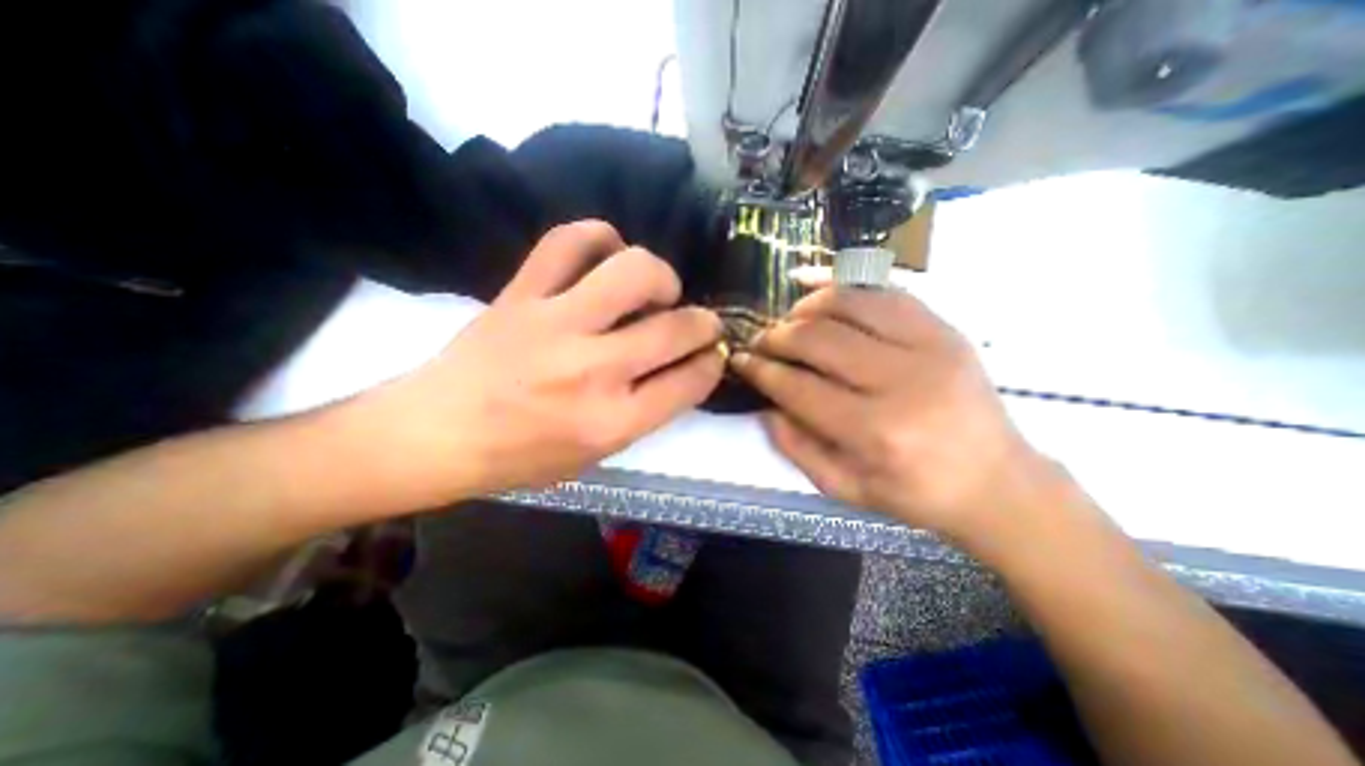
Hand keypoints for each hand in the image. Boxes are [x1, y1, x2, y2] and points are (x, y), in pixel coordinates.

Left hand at [347, 222, 723, 508]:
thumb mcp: (596, 455)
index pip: (689, 382)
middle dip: (704, 323)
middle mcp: (592, 370)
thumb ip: (645, 411)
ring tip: (656, 289)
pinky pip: (568, 241)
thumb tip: (681, 366)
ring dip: (661, 276)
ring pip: (633, 271)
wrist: (435, 433)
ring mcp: (554, 324)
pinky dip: (599, 237)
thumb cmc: (521, 457)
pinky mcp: (521, 294)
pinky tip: (608, 254)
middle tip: (698, 322)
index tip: (712, 354)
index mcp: (611, 422)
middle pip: (675, 328)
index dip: (711, 363)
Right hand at [738, 280, 1052, 544]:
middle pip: (819, 339)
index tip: (741, 360)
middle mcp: (902, 382)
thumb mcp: (844, 488)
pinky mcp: (946, 330)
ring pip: (850, 304)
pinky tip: (822, 291)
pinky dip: (848, 286)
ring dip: (807, 307)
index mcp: (876, 432)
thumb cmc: (914, 492)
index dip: (762, 370)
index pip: (799, 387)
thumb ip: (796, 447)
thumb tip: (765, 405)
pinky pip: (886, 293)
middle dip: (777, 336)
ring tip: (789, 319)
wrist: (996, 482)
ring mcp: (930, 348)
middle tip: (760, 341)